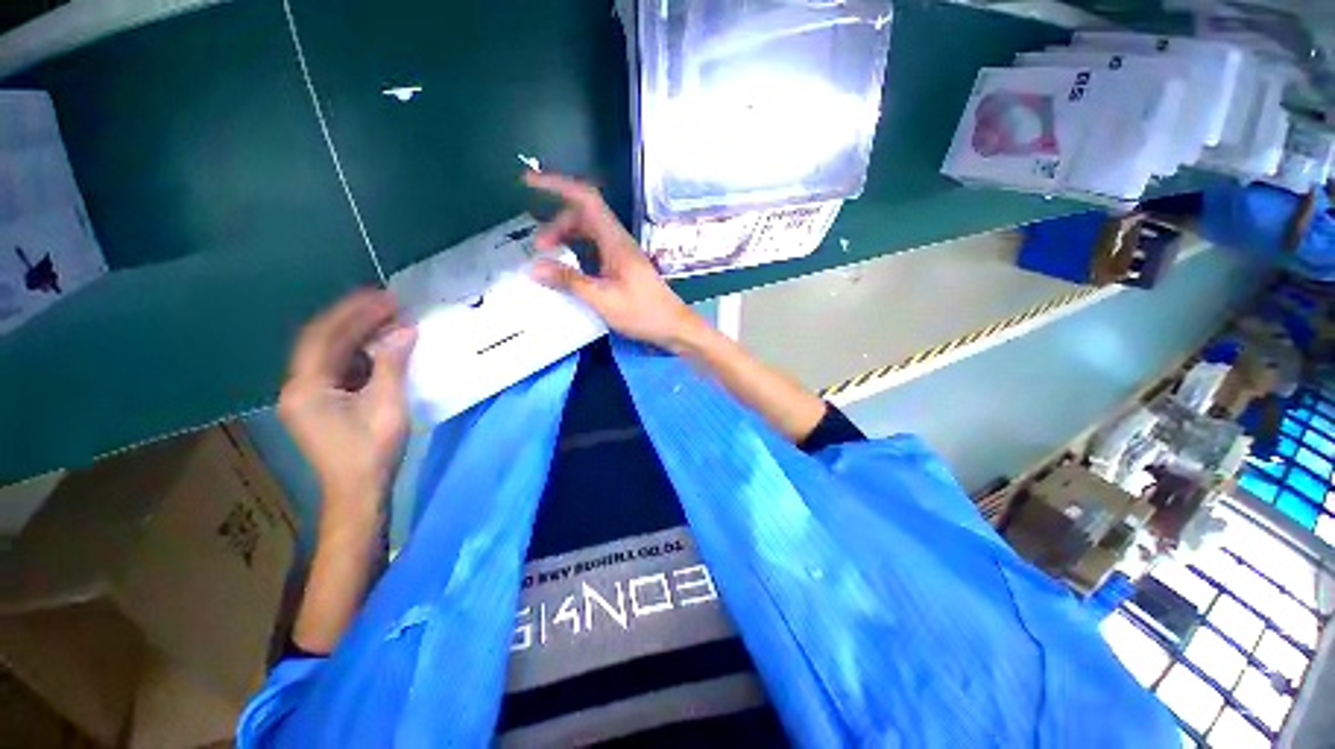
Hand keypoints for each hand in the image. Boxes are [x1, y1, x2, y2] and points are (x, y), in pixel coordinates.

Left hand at [279, 290, 416, 523]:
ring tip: (389, 320)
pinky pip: (339, 370)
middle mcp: (298, 387)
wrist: (359, 492)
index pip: (325, 336)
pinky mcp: (322, 406)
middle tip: (389, 303)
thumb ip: (391, 364)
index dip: (353, 312)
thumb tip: (404, 330)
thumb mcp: (386, 404)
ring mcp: (308, 398)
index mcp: (306, 387)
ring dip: (359, 336)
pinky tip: (381, 348)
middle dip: (355, 319)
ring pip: (331, 355)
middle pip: (324, 342)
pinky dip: (360, 355)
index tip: (383, 296)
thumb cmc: (371, 450)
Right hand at [524, 171, 705, 351]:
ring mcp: (622, 254)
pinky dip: (578, 252)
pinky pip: (595, 249)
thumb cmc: (644, 313)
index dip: (558, 186)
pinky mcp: (623, 267)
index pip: (587, 200)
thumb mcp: (604, 300)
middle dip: (557, 224)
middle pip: (584, 217)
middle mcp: (619, 242)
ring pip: (589, 233)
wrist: (674, 327)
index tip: (530, 182)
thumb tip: (535, 267)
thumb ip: (570, 282)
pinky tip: (570, 270)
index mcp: (616, 242)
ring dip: (567, 239)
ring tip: (550, 259)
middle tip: (540, 248)